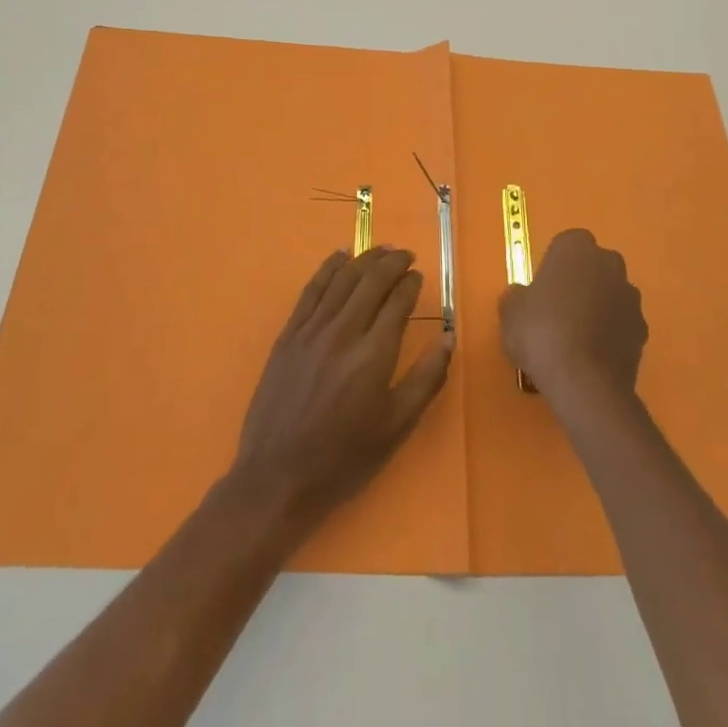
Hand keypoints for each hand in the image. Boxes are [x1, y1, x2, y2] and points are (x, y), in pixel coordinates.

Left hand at [230, 247, 453, 534]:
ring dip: (364, 259)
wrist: (278, 477)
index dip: (411, 284)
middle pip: (371, 281)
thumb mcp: (396, 427)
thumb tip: (448, 338)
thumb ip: (426, 379)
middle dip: (392, 262)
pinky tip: (339, 256)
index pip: (397, 302)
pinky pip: (311, 290)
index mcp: (373, 355)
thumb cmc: (344, 458)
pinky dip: (327, 269)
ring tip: (381, 249)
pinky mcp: (288, 335)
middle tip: (406, 255)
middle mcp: (343, 332)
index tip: (419, 276)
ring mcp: (311, 330)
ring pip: (342, 279)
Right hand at [500, 229, 646, 404]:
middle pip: (594, 266)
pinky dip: (611, 333)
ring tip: (576, 337)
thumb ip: (518, 296)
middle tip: (558, 309)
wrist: (584, 382)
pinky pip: (622, 323)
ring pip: (611, 294)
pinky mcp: (643, 329)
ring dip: (598, 306)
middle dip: (581, 281)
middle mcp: (609, 263)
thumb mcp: (510, 311)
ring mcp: (630, 297)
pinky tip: (593, 355)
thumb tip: (523, 296)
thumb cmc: (541, 332)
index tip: (543, 287)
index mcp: (576, 248)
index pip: (567, 244)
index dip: (555, 264)